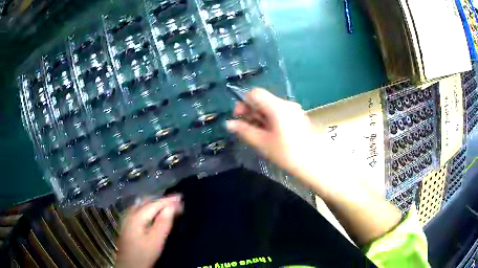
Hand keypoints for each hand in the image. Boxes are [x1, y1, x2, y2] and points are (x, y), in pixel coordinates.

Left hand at [116, 195, 182, 267]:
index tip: (181, 197)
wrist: (129, 265)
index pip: (154, 204)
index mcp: (137, 216)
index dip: (168, 200)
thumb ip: (163, 223)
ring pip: (142, 204)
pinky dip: (149, 208)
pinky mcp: (128, 224)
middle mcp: (130, 213)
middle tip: (176, 202)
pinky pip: (139, 209)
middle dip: (162, 200)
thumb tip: (172, 206)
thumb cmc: (143, 254)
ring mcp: (127, 218)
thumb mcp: (155, 240)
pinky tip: (153, 212)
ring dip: (155, 203)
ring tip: (167, 205)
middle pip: (147, 201)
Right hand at [226, 89, 401, 245]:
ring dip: (260, 118)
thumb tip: (229, 124)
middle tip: (245, 128)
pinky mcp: (298, 119)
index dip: (243, 103)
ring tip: (257, 134)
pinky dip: (270, 121)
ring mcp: (294, 111)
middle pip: (263, 100)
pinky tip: (269, 136)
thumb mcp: (263, 143)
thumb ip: (244, 131)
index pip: (255, 94)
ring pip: (271, 108)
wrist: (316, 165)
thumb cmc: (288, 154)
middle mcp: (286, 104)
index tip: (239, 118)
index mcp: (277, 107)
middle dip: (251, 112)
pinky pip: (279, 114)